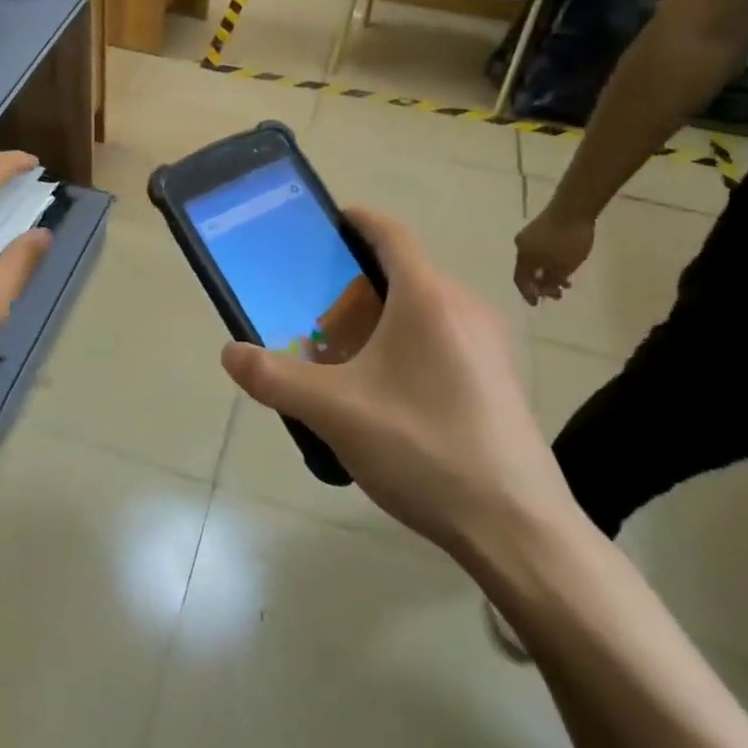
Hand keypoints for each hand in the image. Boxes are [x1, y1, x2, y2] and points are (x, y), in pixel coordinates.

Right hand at [221, 208, 572, 557]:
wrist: (516, 527)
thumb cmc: (423, 449)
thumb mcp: (334, 412)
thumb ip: (274, 378)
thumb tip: (230, 353)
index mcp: (428, 298)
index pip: (390, 233)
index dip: (355, 219)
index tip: (321, 224)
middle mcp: (465, 308)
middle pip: (404, 271)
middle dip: (355, 278)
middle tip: (311, 302)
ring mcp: (490, 344)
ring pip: (424, 307)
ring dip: (381, 314)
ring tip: (340, 347)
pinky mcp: (499, 378)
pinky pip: (444, 337)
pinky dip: (407, 341)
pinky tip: (384, 388)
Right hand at [513, 206, 594, 304]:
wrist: (573, 208)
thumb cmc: (567, 241)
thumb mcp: (563, 267)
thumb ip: (551, 281)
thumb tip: (543, 289)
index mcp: (523, 257)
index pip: (520, 280)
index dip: (527, 293)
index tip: (536, 304)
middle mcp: (521, 246)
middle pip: (528, 270)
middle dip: (541, 284)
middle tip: (556, 294)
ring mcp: (529, 235)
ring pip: (536, 260)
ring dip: (548, 272)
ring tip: (566, 281)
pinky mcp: (540, 227)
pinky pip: (541, 250)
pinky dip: (550, 260)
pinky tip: (565, 263)